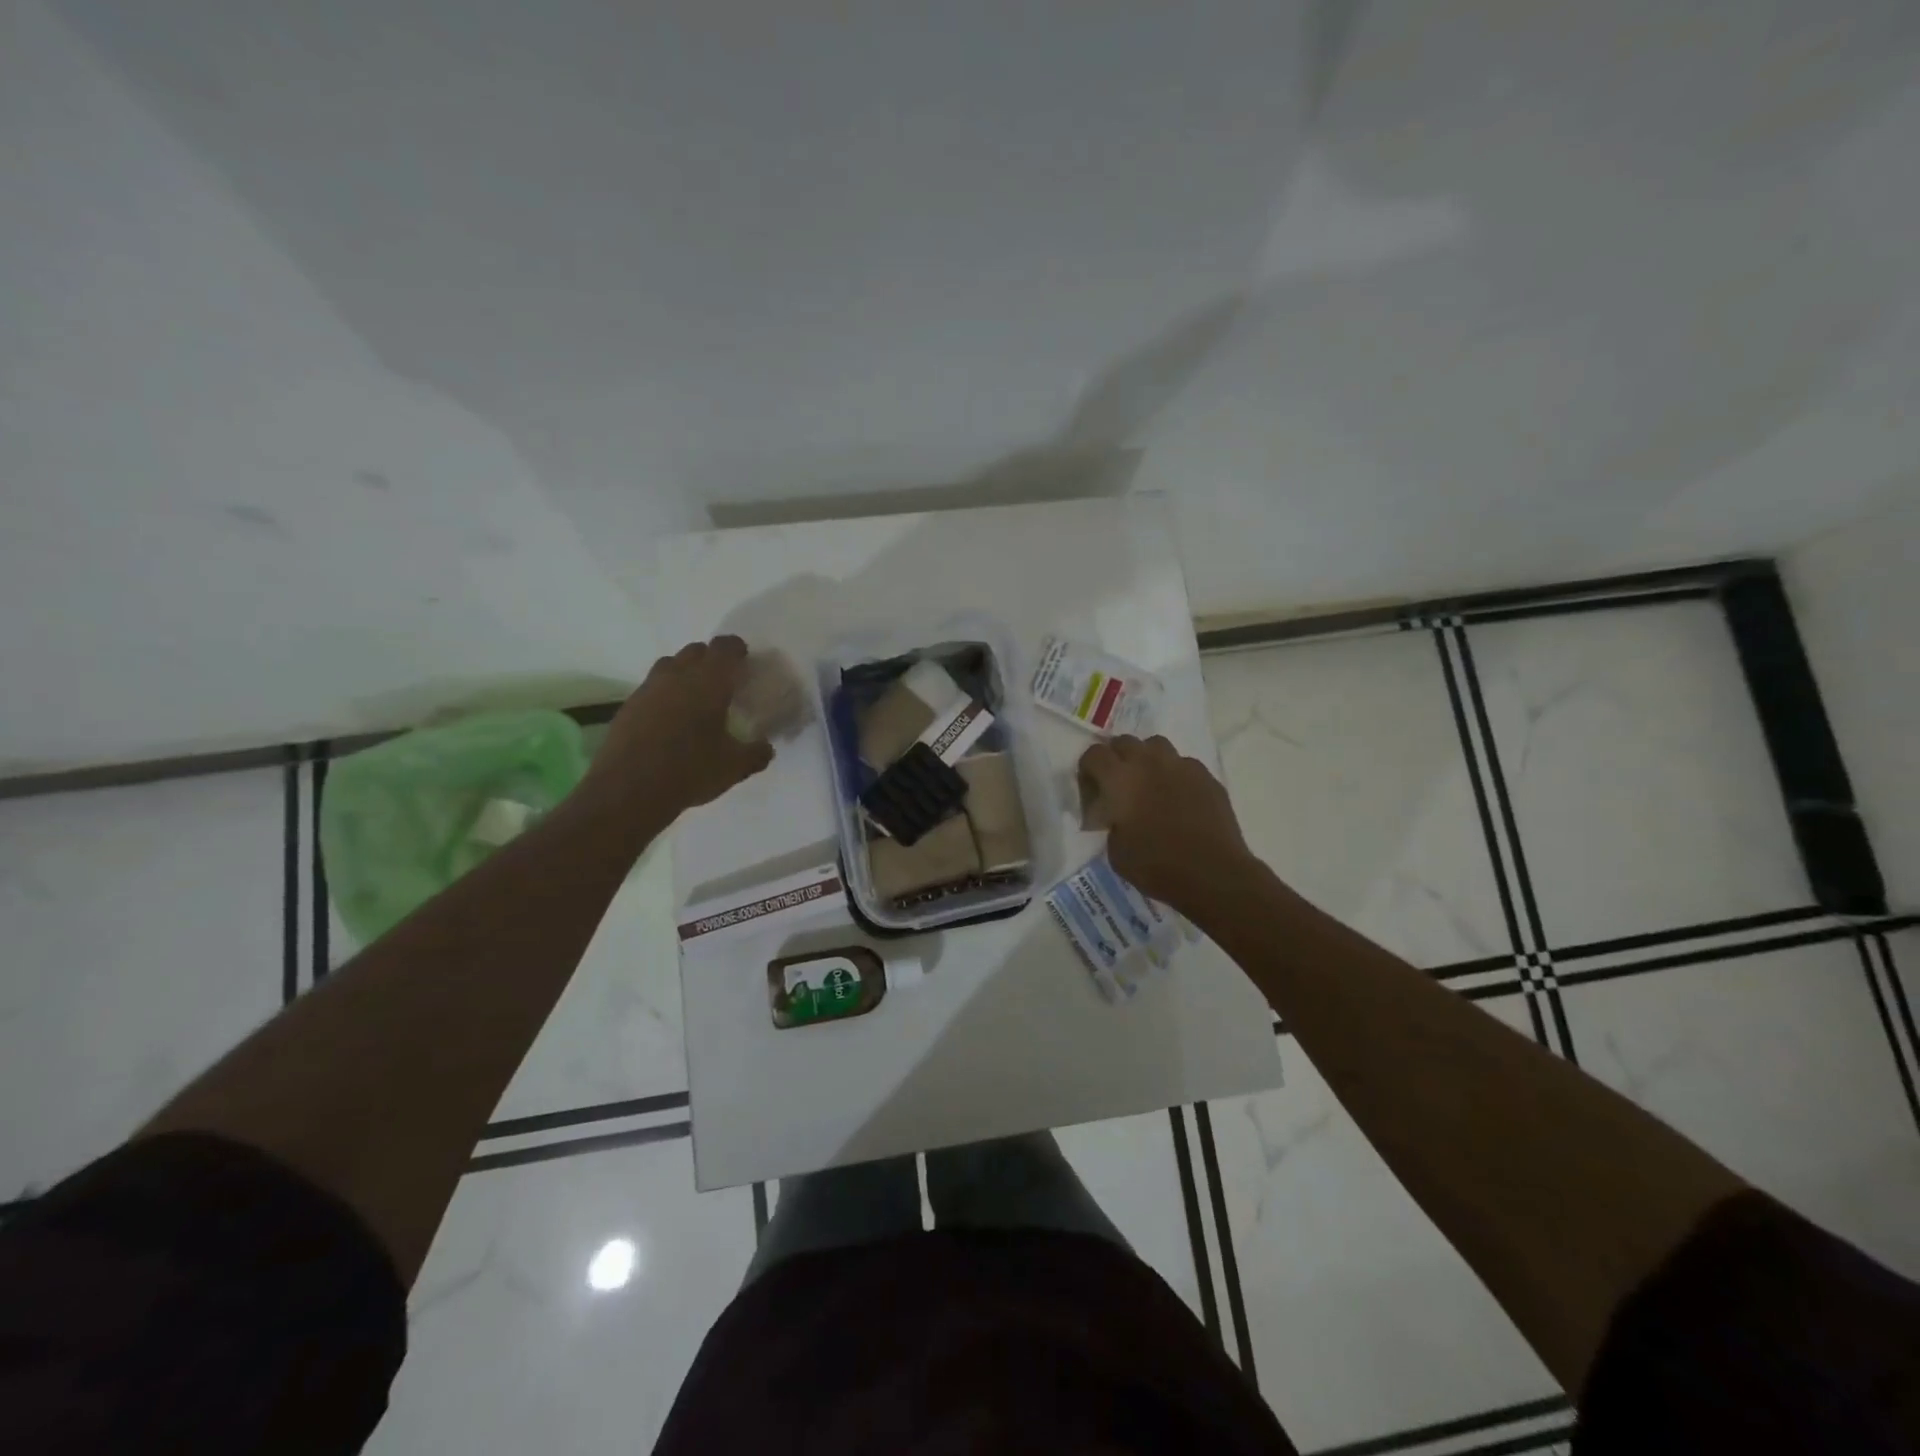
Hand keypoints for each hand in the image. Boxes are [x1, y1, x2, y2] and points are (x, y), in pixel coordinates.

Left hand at [582, 636, 774, 822]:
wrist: (629, 790)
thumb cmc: (690, 771)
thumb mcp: (735, 767)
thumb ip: (756, 753)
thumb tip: (766, 748)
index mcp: (709, 682)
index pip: (725, 647)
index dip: (737, 650)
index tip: (745, 664)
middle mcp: (677, 675)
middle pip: (695, 651)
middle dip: (711, 661)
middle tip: (723, 685)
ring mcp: (648, 689)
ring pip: (670, 666)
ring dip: (685, 674)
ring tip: (695, 700)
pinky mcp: (628, 706)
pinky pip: (652, 688)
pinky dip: (665, 696)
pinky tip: (670, 722)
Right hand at [1077, 735, 1253, 912]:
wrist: (1213, 874)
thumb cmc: (1156, 866)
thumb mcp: (1115, 850)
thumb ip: (1110, 821)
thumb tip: (1116, 815)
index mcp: (1119, 779)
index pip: (1093, 754)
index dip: (1088, 771)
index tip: (1092, 793)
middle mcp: (1148, 762)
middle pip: (1124, 742)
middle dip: (1116, 759)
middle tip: (1118, 786)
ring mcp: (1181, 766)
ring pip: (1156, 745)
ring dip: (1146, 759)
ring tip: (1148, 784)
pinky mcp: (1206, 777)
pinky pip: (1183, 764)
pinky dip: (1175, 774)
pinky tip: (1178, 798)